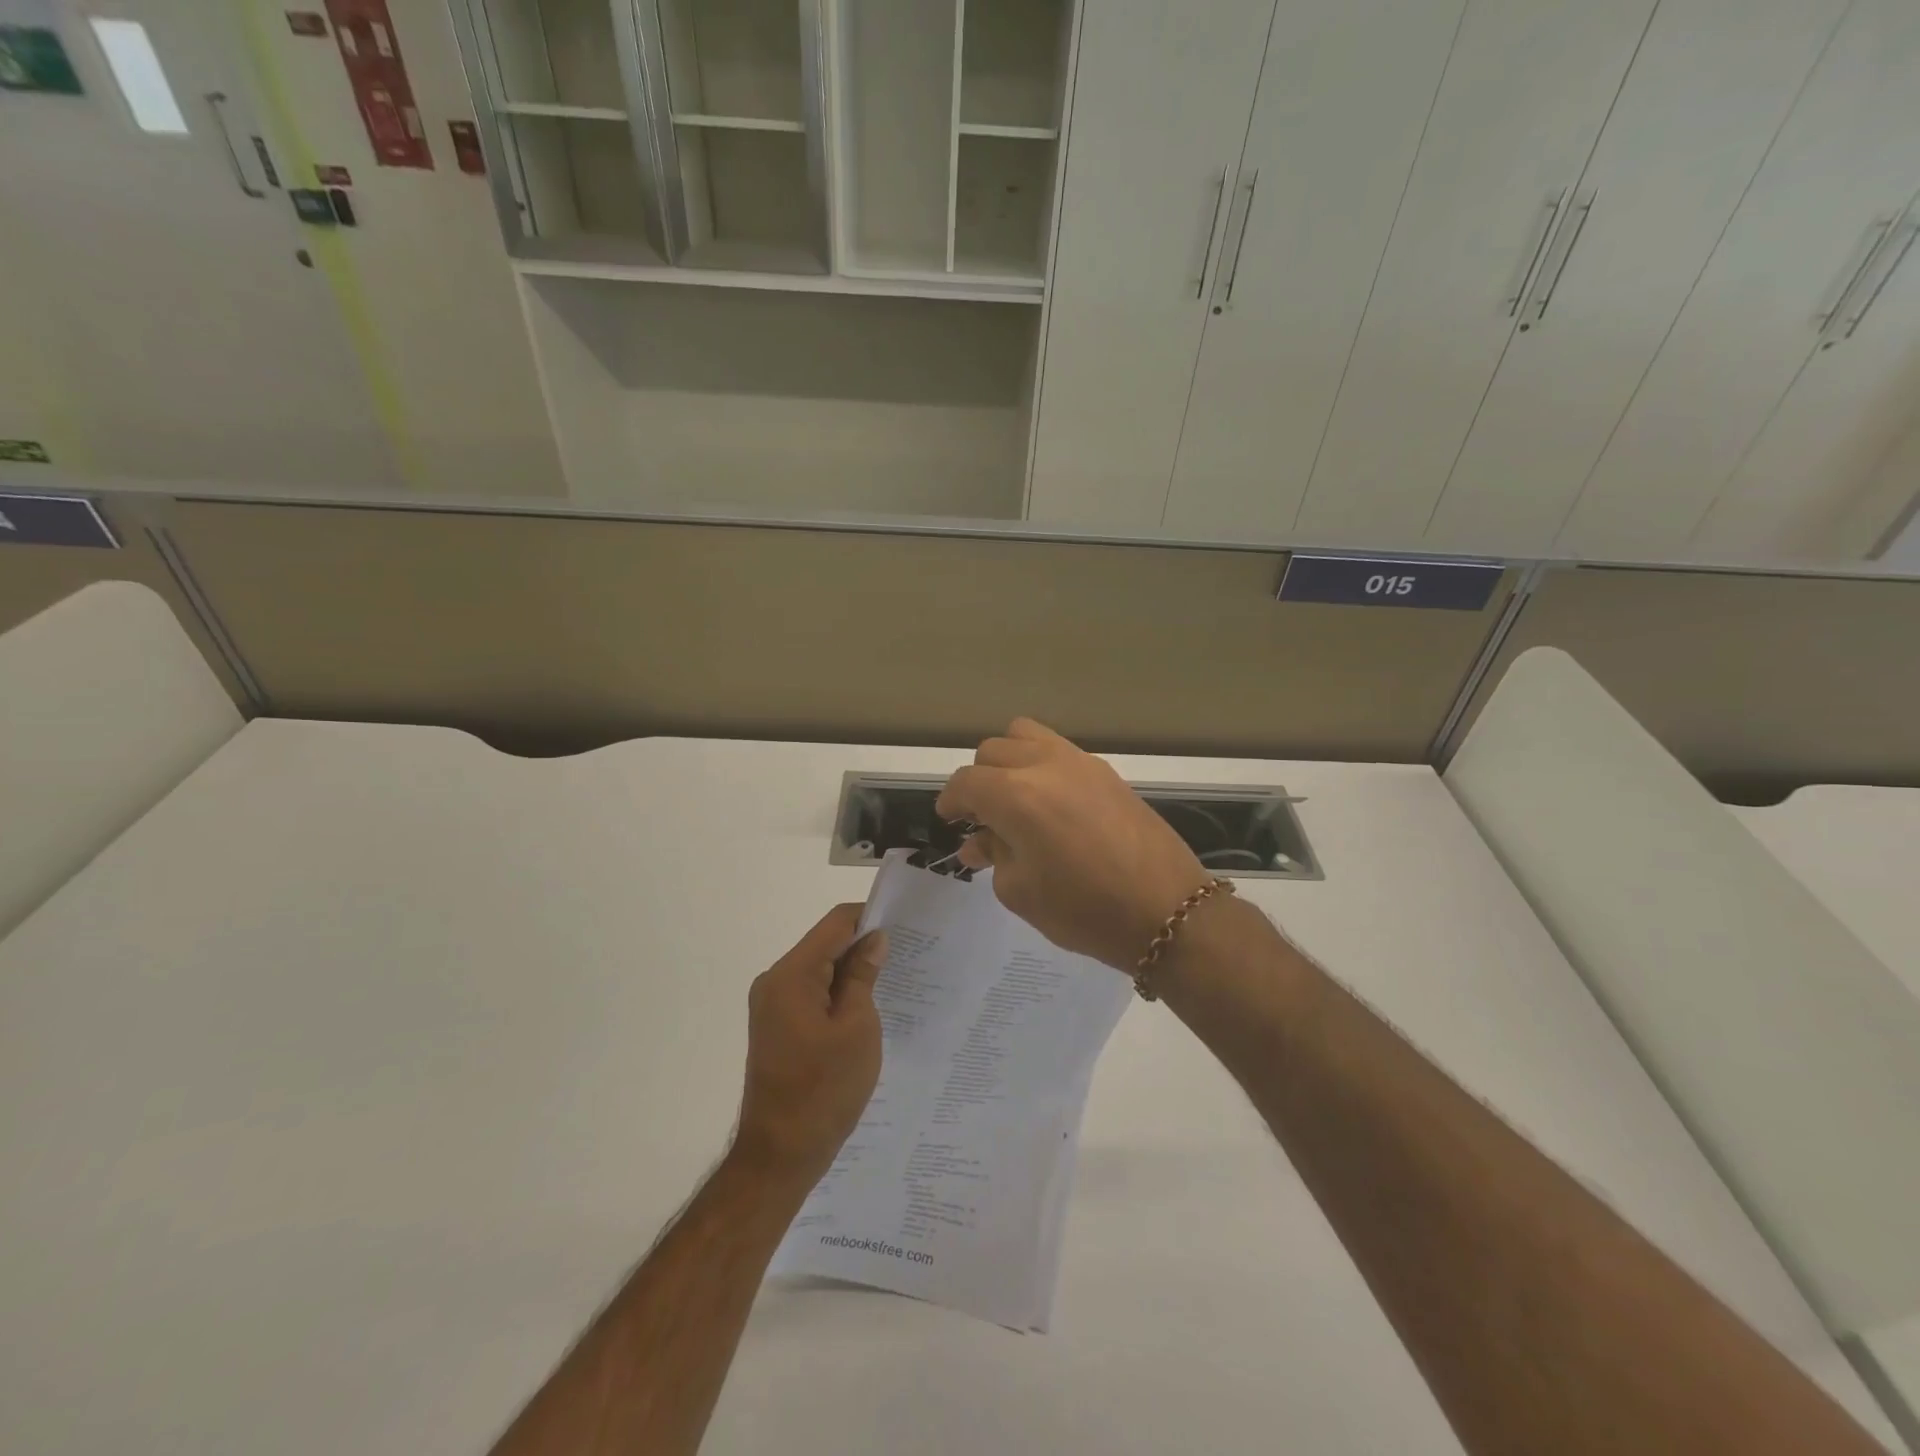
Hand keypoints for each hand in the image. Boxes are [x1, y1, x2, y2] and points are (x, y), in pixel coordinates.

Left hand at [732, 905, 887, 1188]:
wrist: (780, 1156)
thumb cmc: (824, 1090)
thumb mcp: (857, 1028)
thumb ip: (863, 976)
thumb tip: (874, 938)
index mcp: (791, 975)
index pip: (835, 924)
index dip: (870, 918)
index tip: (904, 928)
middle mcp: (775, 981)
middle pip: (825, 944)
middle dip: (863, 947)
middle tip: (906, 958)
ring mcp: (772, 1004)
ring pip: (819, 970)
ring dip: (851, 973)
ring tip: (892, 984)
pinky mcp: (776, 1025)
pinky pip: (811, 993)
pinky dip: (837, 994)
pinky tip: (865, 1009)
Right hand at [935, 719, 1210, 970]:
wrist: (1166, 911)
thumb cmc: (1084, 910)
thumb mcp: (1021, 891)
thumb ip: (994, 856)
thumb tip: (979, 842)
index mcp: (1016, 795)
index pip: (966, 782)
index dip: (951, 801)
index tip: (950, 821)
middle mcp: (1044, 765)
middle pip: (993, 751)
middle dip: (979, 780)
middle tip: (981, 816)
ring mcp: (1080, 762)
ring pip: (1026, 735)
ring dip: (1009, 760)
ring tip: (1014, 797)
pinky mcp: (1106, 771)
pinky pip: (1059, 750)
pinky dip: (1041, 765)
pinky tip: (1050, 803)